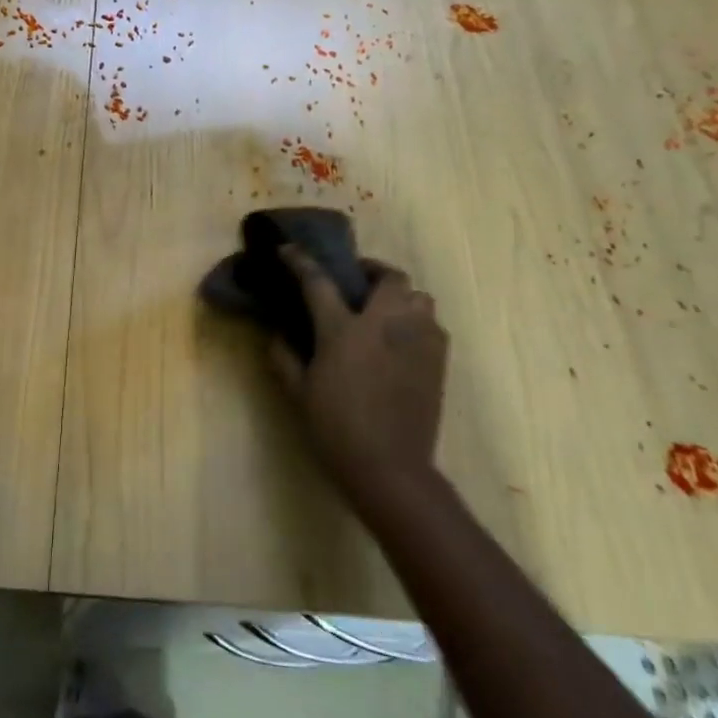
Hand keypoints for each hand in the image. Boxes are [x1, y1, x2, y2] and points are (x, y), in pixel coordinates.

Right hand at [269, 247, 449, 523]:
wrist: (389, 468)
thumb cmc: (335, 429)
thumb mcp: (297, 393)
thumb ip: (284, 357)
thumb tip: (280, 334)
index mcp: (344, 330)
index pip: (318, 281)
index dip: (300, 261)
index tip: (288, 249)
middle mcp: (385, 325)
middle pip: (389, 277)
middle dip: (372, 271)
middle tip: (356, 283)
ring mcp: (417, 341)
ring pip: (419, 297)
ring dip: (400, 297)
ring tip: (384, 312)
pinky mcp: (438, 361)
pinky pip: (432, 325)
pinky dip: (416, 322)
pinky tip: (401, 341)